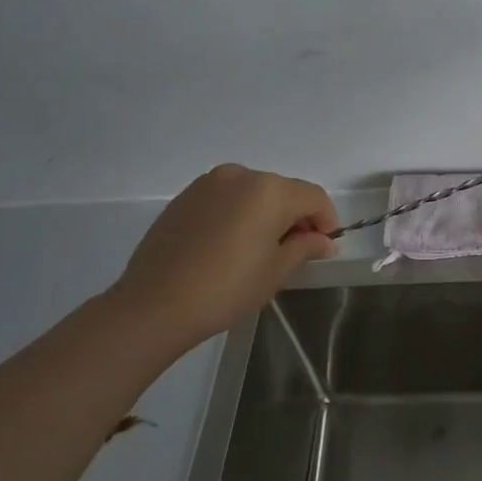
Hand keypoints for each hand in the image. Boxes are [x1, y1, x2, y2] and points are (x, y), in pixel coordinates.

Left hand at [109, 164, 337, 349]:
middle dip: (296, 216)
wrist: (154, 305)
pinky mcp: (185, 197)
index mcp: (270, 190)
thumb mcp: (276, 271)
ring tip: (261, 249)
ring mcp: (209, 183)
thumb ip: (306, 247)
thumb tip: (324, 241)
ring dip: (267, 213)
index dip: (327, 220)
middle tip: (296, 251)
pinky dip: (239, 213)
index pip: (314, 197)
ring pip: (254, 192)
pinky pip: (227, 198)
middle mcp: (241, 175)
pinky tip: (231, 245)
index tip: (326, 247)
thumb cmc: (226, 288)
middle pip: (284, 191)